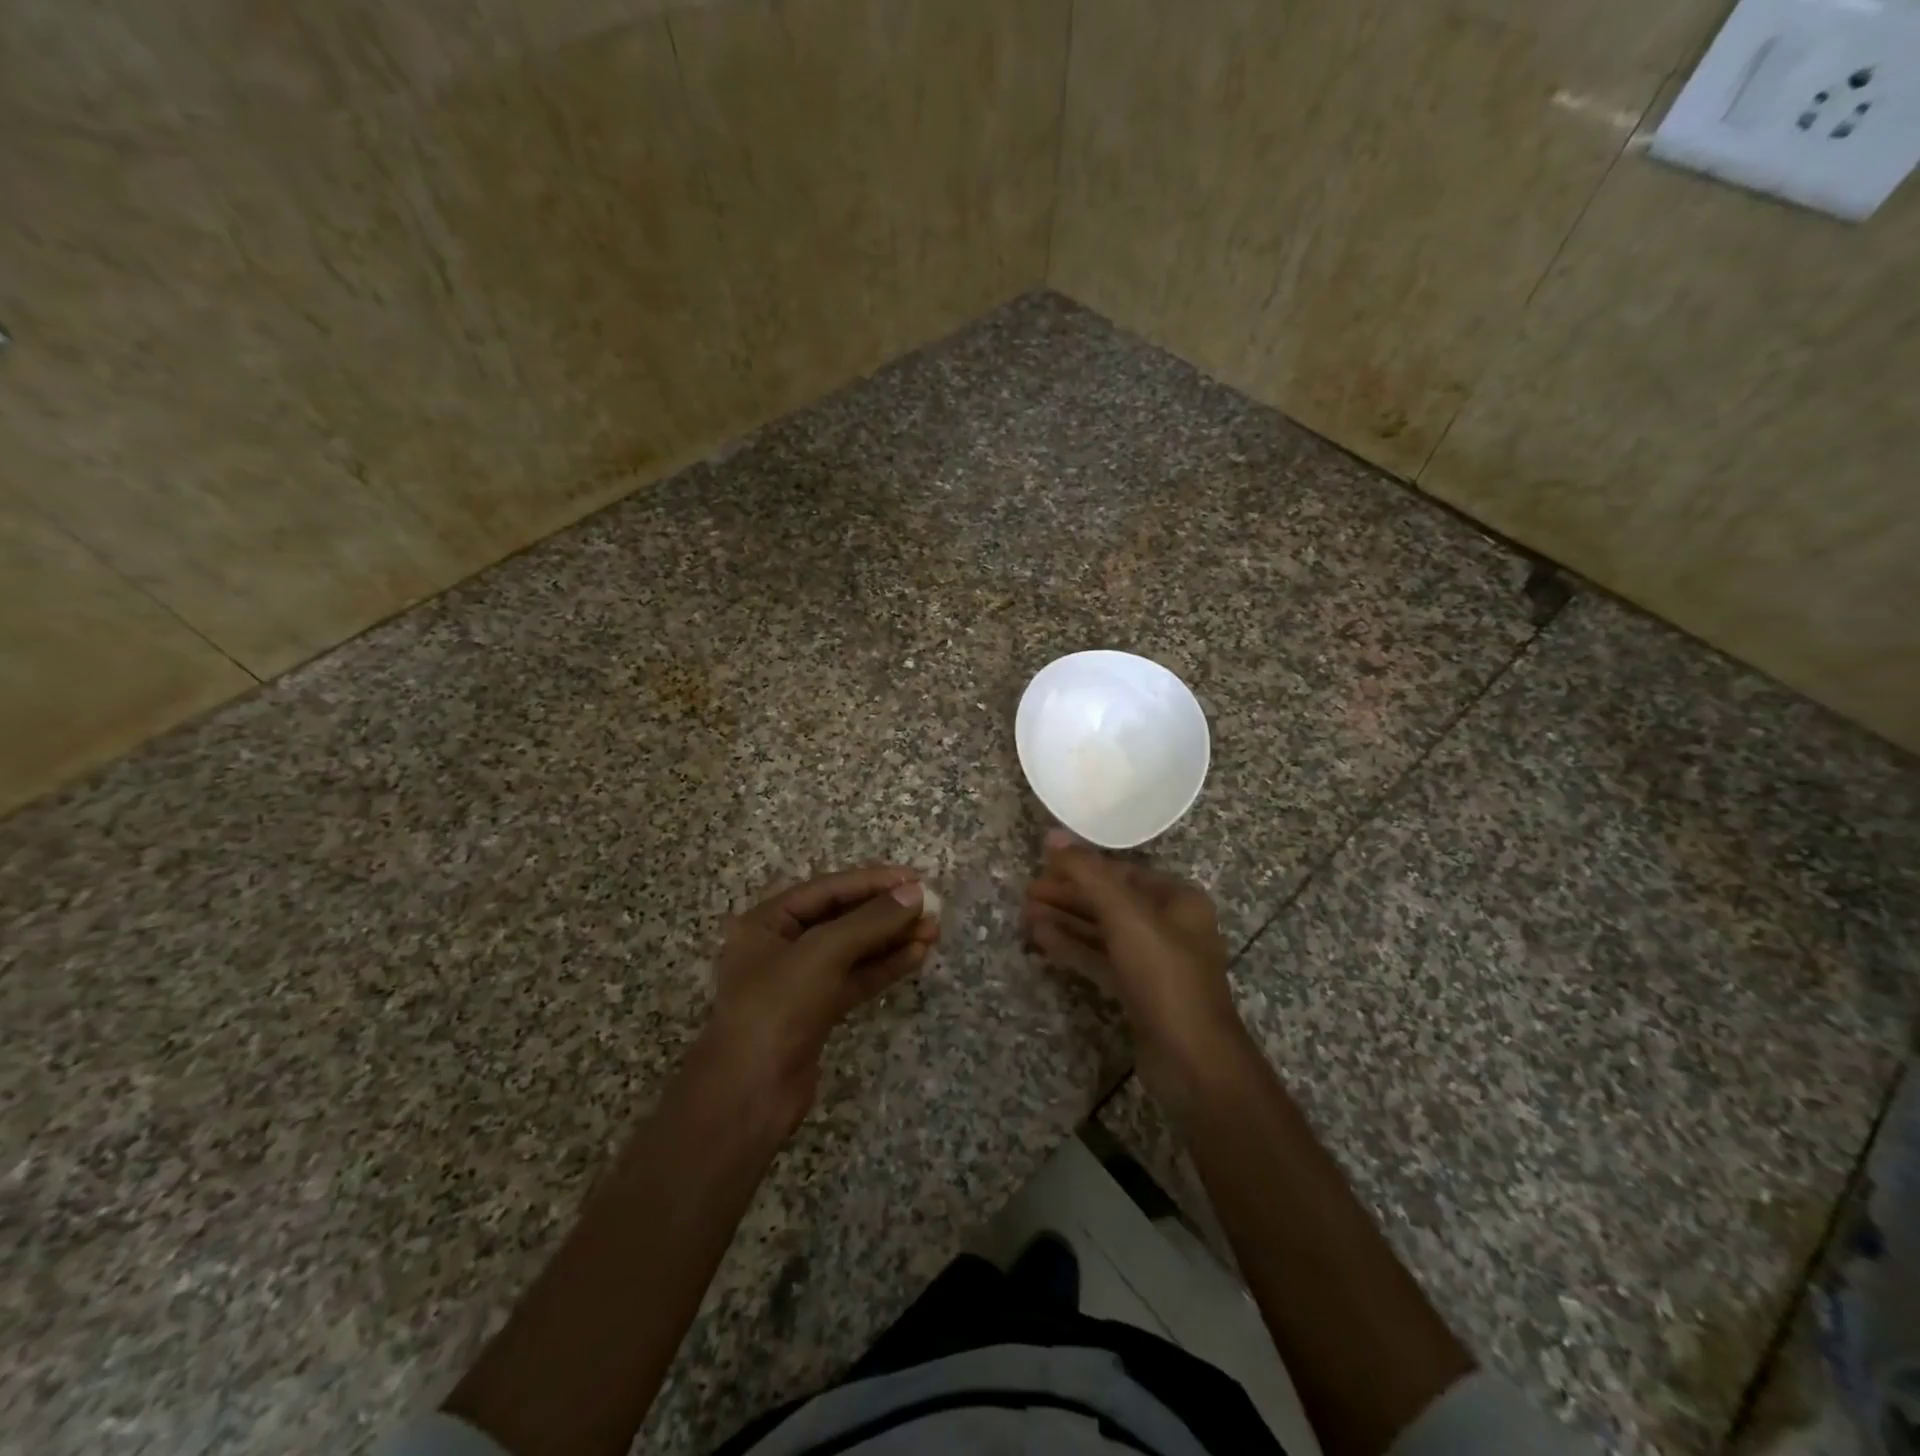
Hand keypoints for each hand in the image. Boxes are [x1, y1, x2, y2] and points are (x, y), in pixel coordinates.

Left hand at [701, 865, 939, 1134]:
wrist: (749, 1095)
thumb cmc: (777, 1008)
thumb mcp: (822, 953)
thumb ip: (870, 921)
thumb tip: (915, 893)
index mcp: (767, 921)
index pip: (828, 889)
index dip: (872, 882)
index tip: (915, 879)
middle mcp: (781, 945)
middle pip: (842, 918)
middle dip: (886, 912)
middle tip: (931, 907)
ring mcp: (800, 981)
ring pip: (854, 950)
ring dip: (892, 939)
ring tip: (933, 930)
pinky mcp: (817, 1011)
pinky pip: (856, 978)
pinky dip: (885, 967)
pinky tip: (916, 956)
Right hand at [1022, 830, 1246, 1108]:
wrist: (1193, 1061)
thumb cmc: (1164, 975)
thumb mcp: (1124, 915)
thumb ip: (1087, 872)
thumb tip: (1051, 834)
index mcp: (1177, 899)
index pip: (1120, 873)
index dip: (1080, 868)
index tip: (1041, 868)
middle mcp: (1169, 925)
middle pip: (1109, 901)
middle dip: (1067, 896)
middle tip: (1025, 894)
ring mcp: (1153, 961)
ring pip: (1102, 932)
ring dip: (1065, 922)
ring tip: (1024, 916)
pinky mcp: (1138, 992)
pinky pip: (1101, 959)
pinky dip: (1073, 948)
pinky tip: (1041, 940)